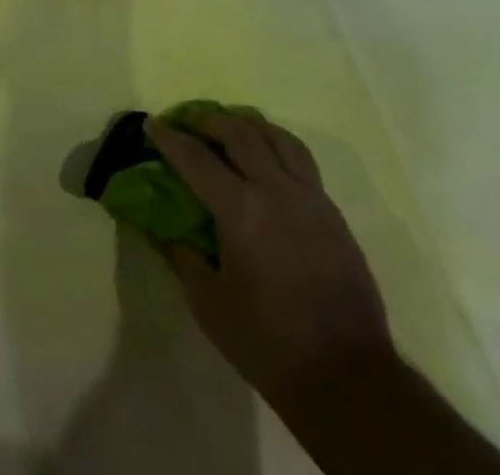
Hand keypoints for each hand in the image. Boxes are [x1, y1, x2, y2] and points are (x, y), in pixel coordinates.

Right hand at [147, 111, 393, 404]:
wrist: (348, 378)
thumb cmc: (268, 343)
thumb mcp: (209, 304)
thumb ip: (181, 255)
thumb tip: (157, 227)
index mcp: (241, 210)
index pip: (195, 157)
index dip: (169, 138)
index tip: (151, 123)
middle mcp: (276, 190)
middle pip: (239, 132)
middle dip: (209, 120)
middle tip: (189, 121)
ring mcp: (310, 198)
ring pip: (277, 137)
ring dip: (248, 124)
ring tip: (230, 128)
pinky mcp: (332, 212)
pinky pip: (301, 159)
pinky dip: (277, 145)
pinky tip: (267, 160)